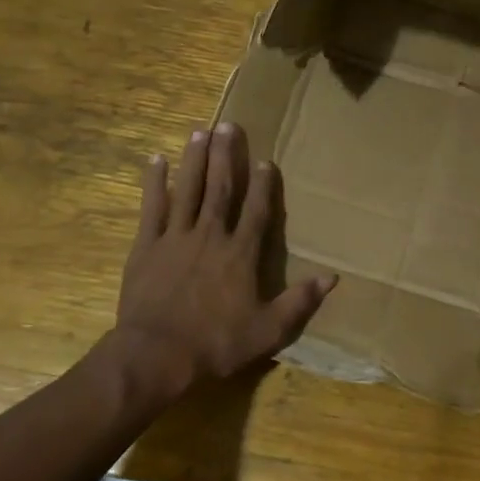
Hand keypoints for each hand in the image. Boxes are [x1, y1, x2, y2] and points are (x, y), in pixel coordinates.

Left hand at [115, 122, 335, 393]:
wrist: (156, 355)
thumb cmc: (215, 344)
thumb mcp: (267, 331)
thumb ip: (299, 302)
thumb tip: (332, 277)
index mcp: (240, 254)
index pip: (256, 211)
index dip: (263, 185)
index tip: (266, 159)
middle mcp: (211, 235)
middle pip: (221, 188)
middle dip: (226, 155)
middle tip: (228, 125)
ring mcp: (176, 237)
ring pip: (188, 189)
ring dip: (195, 160)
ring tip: (199, 131)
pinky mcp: (147, 246)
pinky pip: (152, 208)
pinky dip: (154, 184)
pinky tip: (156, 160)